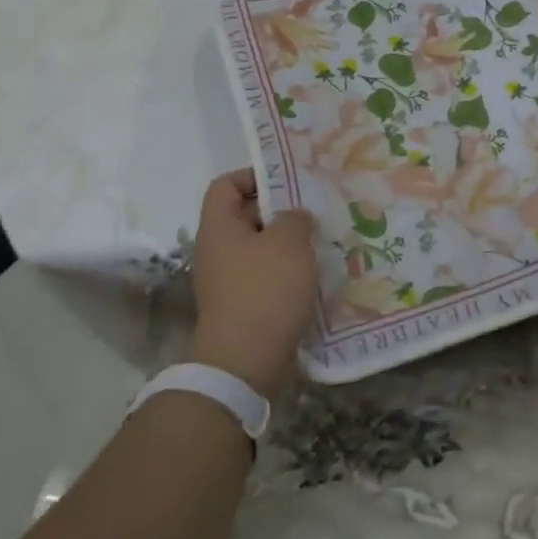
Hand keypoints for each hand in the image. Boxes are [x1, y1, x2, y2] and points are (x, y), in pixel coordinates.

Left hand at [188, 170, 319, 397]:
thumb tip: (296, 217)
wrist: (246, 362)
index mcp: (219, 227)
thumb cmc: (264, 290)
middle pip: (245, 215)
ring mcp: (228, 280)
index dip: (254, 176)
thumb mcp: (288, 242)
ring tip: (319, 240)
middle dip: (280, 211)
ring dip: (287, 243)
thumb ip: (295, 218)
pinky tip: (314, 273)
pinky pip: (265, 275)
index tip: (288, 182)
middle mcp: (217, 250)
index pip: (226, 184)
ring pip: (259, 247)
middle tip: (313, 210)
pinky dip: (287, 271)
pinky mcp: (243, 305)